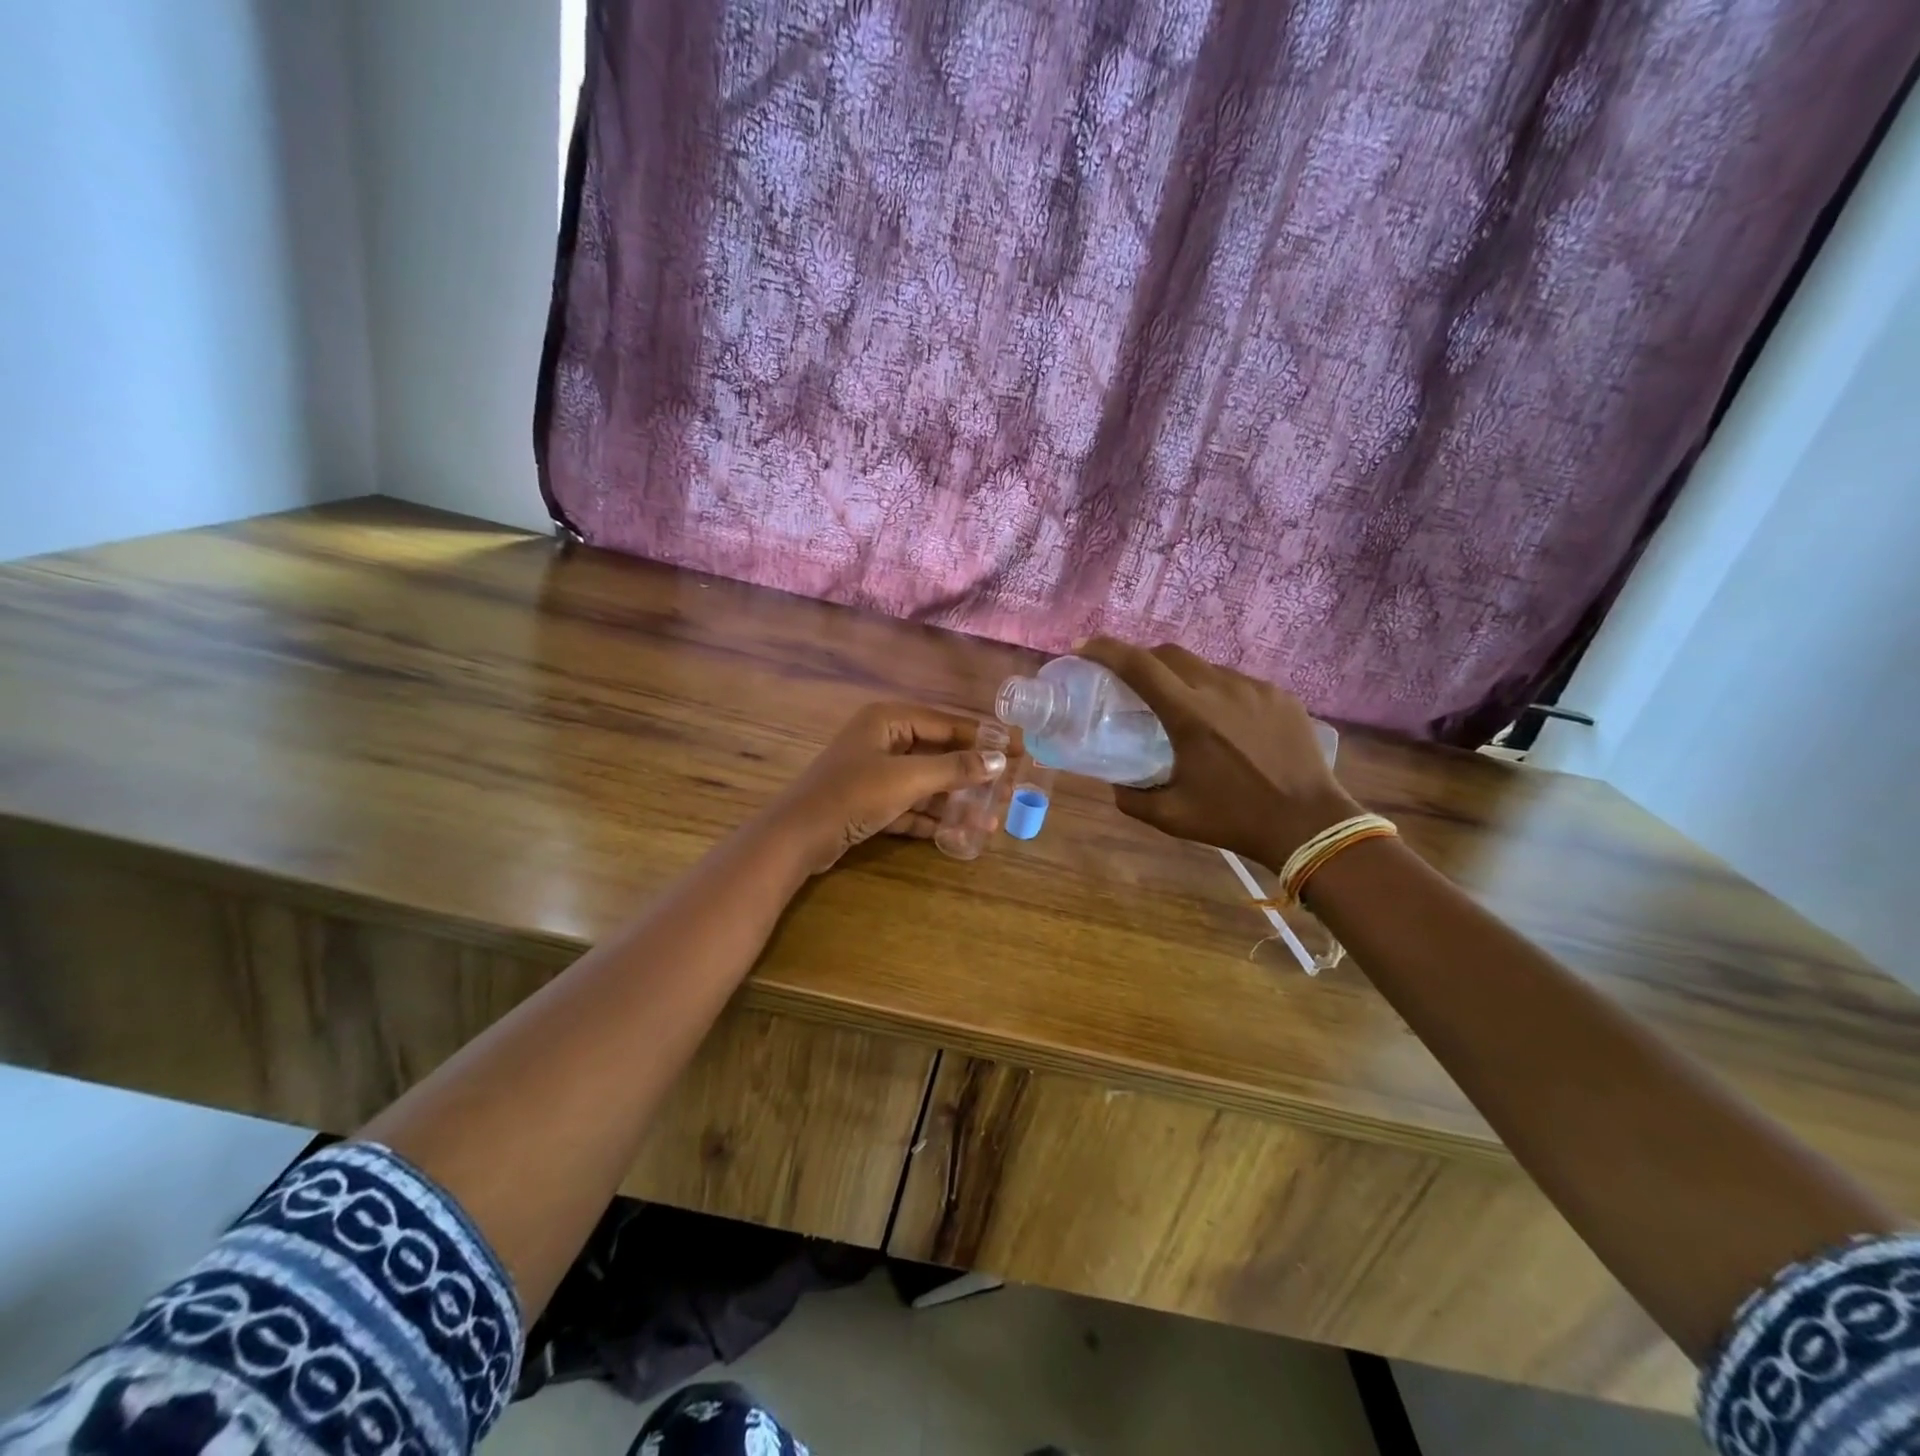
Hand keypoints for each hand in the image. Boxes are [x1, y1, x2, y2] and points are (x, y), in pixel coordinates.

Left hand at [767, 702, 1008, 873]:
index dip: (984, 737)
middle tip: (1008, 789)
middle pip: (938, 754)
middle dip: (971, 775)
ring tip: (989, 819)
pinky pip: (910, 805)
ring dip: (954, 801)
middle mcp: (883, 740)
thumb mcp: (907, 779)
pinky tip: (959, 833)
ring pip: (925, 783)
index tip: (1017, 750)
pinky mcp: (870, 803)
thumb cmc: (853, 795)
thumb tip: (998, 760)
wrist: (797, 838)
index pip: (947, 724)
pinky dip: (931, 817)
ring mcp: (875, 773)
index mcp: (889, 720)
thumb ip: (954, 768)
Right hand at [1075, 637, 1359, 870]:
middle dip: (1142, 659)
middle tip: (1129, 680)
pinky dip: (1217, 692)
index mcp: (1190, 715)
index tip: (1085, 648)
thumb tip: (1115, 783)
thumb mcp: (1172, 817)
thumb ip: (1132, 798)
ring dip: (1182, 678)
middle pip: (1170, 654)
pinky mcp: (1280, 696)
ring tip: (1180, 707)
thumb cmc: (1234, 819)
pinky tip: (1223, 722)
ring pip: (1206, 667)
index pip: (1139, 666)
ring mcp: (1255, 688)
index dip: (1106, 650)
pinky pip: (1238, 683)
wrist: (1309, 823)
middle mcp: (1221, 689)